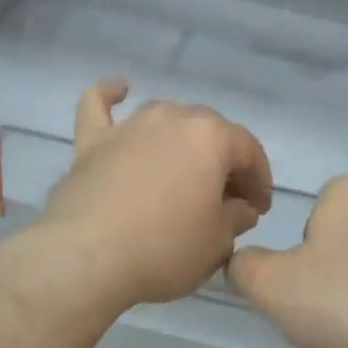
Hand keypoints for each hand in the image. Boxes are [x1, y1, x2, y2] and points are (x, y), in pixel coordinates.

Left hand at [34, 80, 273, 315]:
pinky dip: (109, 95)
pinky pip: (100, 106)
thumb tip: (239, 208)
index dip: (259, 180)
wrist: (88, 257)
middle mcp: (173, 118)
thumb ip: (235, 218)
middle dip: (224, 162)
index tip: (258, 209)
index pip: (248, 151)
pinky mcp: (92, 141)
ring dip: (181, 139)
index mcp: (212, 137)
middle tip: (226, 199)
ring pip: (166, 118)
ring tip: (185, 172)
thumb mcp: (217, 243)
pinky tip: (119, 90)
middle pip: (210, 131)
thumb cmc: (165, 249)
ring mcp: (130, 125)